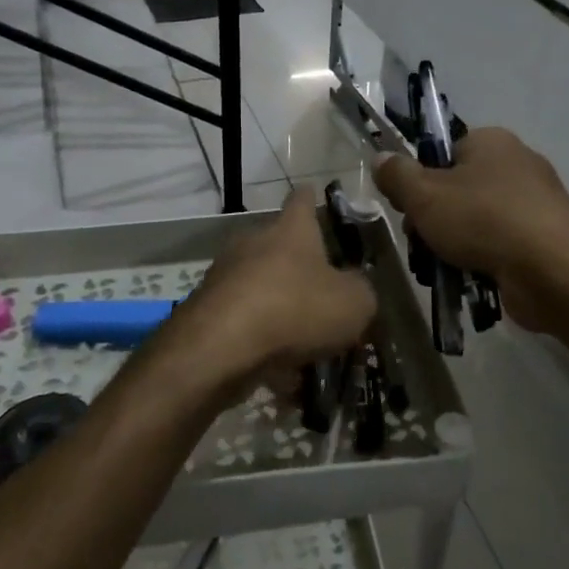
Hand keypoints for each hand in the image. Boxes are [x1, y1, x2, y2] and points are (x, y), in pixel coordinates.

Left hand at [168, 185, 376, 385]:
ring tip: (305, 342)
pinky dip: (261, 340)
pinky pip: (244, 321)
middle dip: (299, 267)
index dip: (312, 198)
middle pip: (278, 245)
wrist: (221, 347)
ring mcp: (225, 276)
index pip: (302, 200)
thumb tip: (354, 287)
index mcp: (290, 230)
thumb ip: (361, 290)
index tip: (315, 195)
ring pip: (260, 286)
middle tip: (324, 292)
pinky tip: (280, 374)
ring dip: (280, 307)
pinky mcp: (207, 311)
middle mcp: (253, 243)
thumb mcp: (354, 303)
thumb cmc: (296, 309)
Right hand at [373, 127, 568, 332]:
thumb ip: (396, 175)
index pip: (443, 153)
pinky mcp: (543, 240)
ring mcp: (534, 205)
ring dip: (451, 246)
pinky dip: (480, 262)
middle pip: (456, 190)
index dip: (419, 180)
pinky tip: (468, 280)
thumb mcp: (424, 195)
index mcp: (491, 142)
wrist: (553, 271)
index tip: (407, 208)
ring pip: (474, 222)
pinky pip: (498, 246)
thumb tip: (382, 159)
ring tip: (441, 269)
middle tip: (421, 242)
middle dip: (432, 220)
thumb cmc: (483, 220)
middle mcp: (516, 165)